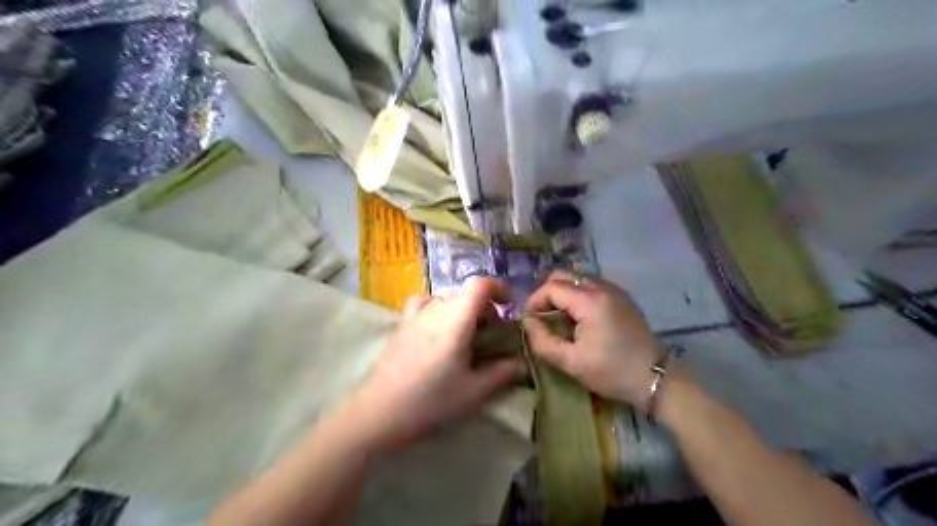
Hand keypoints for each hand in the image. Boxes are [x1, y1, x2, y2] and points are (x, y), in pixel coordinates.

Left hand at [347, 277, 523, 450]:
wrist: (379, 413)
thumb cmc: (430, 401)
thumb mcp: (473, 392)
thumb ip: (501, 373)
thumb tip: (522, 362)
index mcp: (456, 320)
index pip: (479, 284)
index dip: (498, 288)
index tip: (509, 306)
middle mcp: (435, 309)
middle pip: (465, 294)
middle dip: (485, 308)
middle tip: (491, 336)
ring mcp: (415, 315)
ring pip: (447, 299)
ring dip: (463, 310)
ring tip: (465, 336)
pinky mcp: (401, 325)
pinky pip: (423, 304)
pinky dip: (437, 308)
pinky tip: (436, 329)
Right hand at [520, 270, 665, 415]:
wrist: (656, 378)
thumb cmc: (612, 372)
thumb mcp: (571, 362)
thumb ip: (542, 341)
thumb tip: (527, 322)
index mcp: (590, 301)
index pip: (551, 287)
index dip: (534, 301)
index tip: (529, 321)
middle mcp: (602, 287)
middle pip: (563, 275)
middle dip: (546, 292)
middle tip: (541, 316)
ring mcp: (614, 290)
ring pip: (577, 278)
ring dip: (561, 292)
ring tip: (557, 317)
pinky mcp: (621, 297)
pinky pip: (591, 285)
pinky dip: (576, 294)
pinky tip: (577, 317)